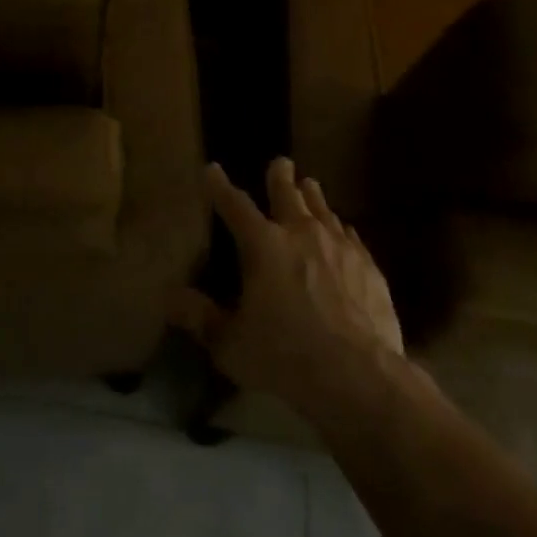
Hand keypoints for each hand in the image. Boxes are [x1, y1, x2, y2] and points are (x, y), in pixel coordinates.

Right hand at [167, 158, 403, 421]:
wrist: (357, 374)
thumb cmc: (284, 357)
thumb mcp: (230, 344)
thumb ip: (200, 318)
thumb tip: (169, 297)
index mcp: (263, 246)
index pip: (235, 206)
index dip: (220, 187)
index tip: (213, 170)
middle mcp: (300, 234)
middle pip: (288, 195)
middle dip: (280, 177)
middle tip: (281, 162)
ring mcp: (338, 246)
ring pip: (323, 210)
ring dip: (313, 196)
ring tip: (310, 185)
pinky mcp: (367, 265)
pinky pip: (350, 236)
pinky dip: (340, 228)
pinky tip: (343, 230)